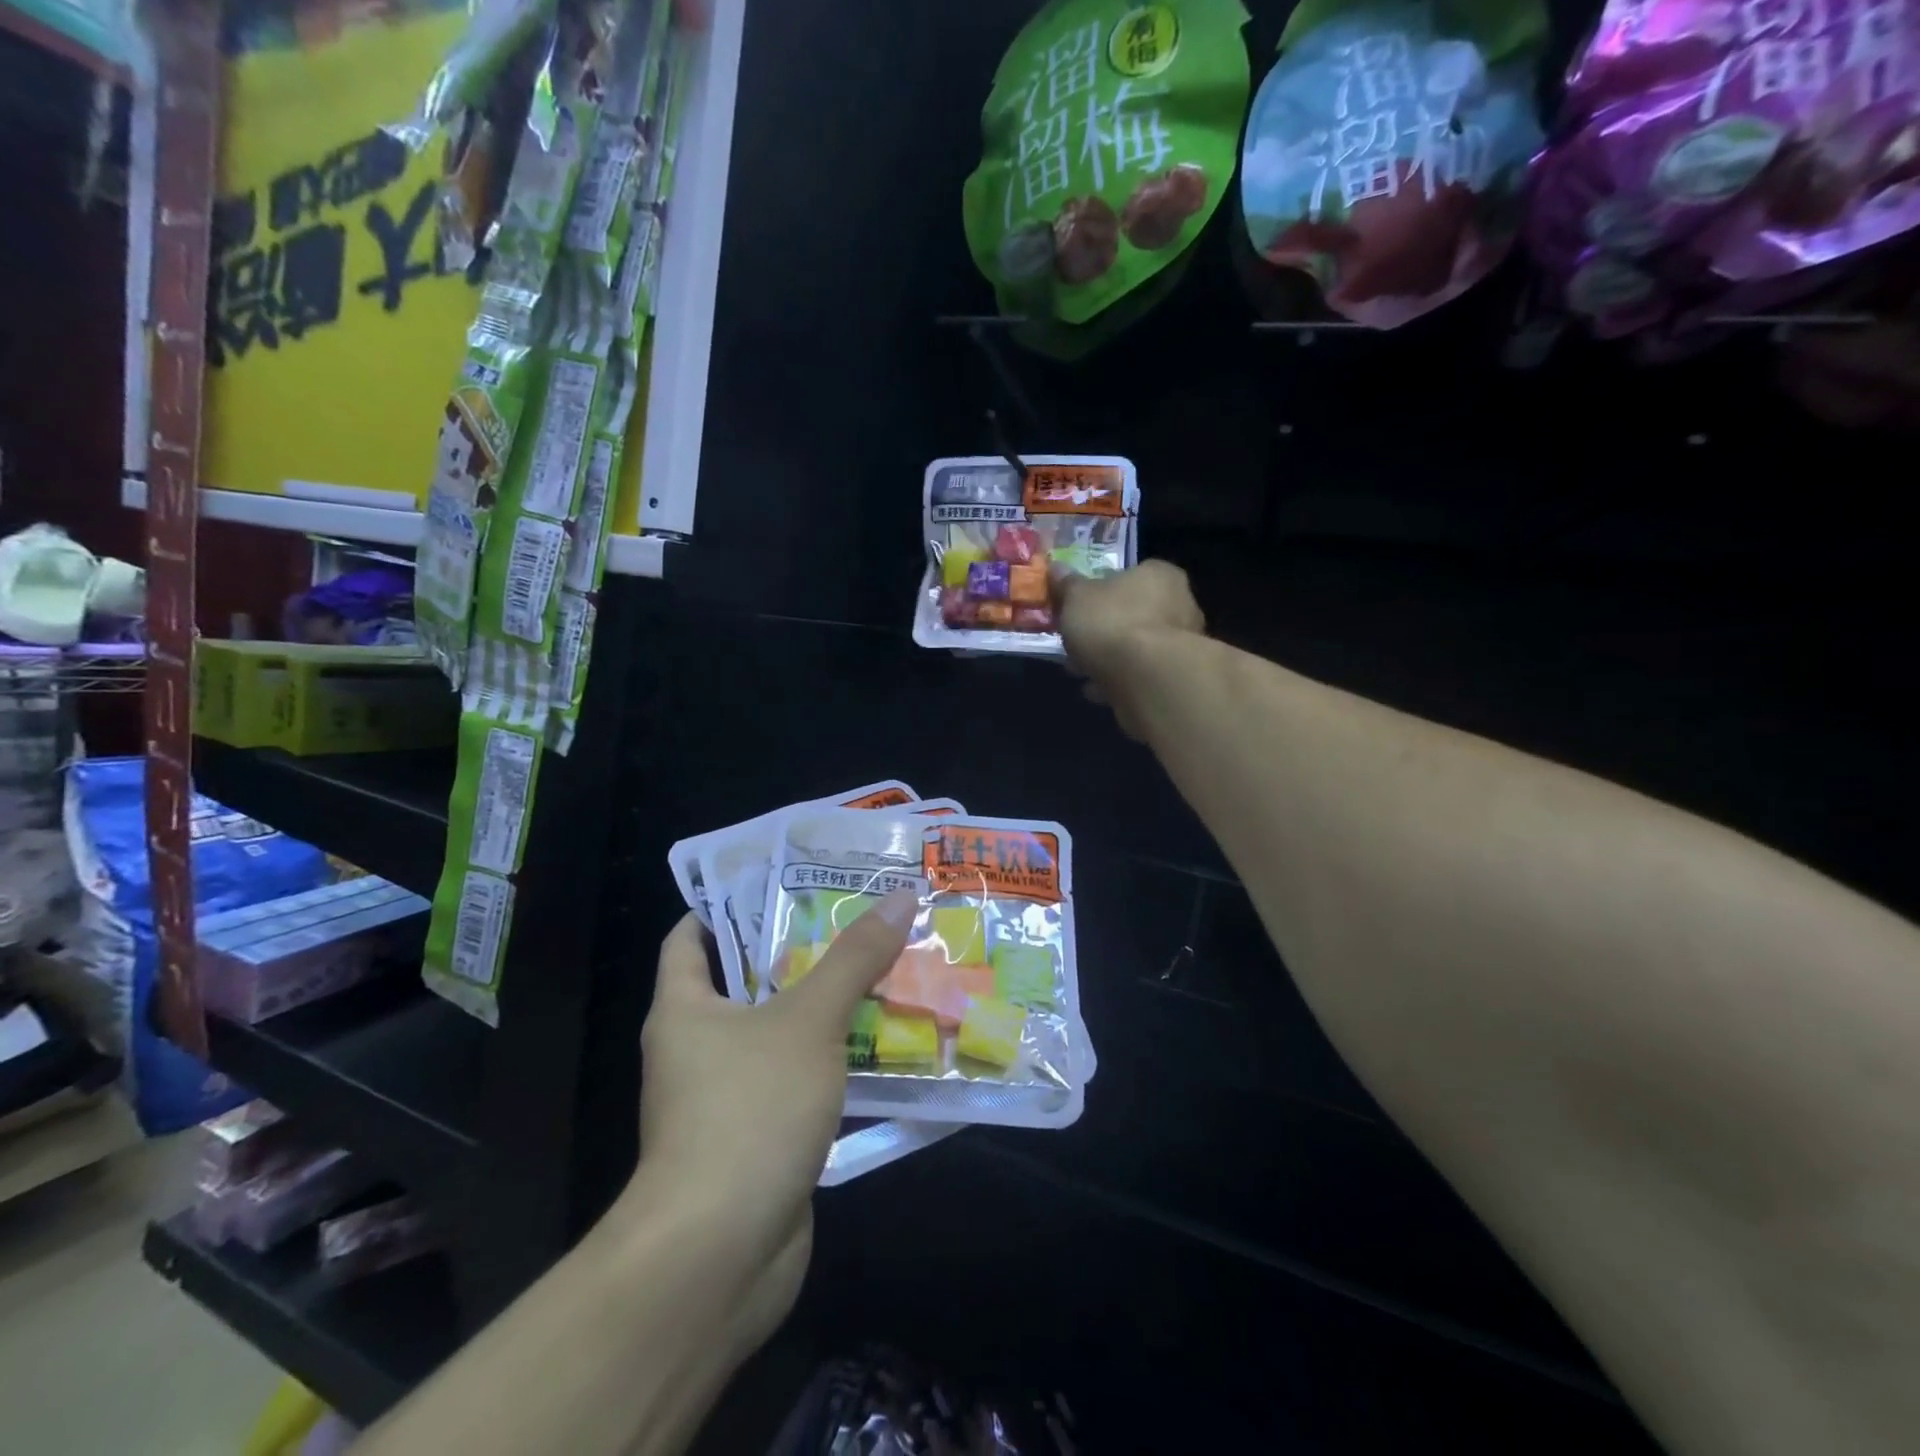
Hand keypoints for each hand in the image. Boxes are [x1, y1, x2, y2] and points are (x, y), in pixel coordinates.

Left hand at [615, 890, 916, 1355]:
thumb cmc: (748, 1111)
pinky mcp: (757, 1141)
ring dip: (825, 1011)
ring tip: (882, 972)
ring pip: (780, 1036)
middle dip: (801, 953)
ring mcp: (725, 1099)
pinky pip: (798, 1084)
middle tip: (857, 921)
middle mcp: (696, 1049)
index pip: (691, 937)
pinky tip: (881, 1046)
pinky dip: (832, 1065)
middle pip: (747, 983)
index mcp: (683, 1009)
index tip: (785, 882)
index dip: (730, 905)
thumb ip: (854, 958)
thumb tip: (900, 895)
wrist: (718, 1255)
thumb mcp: (809, 1020)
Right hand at [1056, 560, 1205, 737]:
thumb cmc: (1112, 623)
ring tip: (1079, 670)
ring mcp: (1182, 644)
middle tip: (1075, 641)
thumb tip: (1057, 568)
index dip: (1100, 590)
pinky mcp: (1175, 678)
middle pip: (1133, 613)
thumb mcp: (1076, 597)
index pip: (1130, 575)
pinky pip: (1140, 674)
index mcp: (1159, 575)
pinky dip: (1118, 681)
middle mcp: (1180, 604)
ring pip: (1136, 647)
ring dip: (1109, 658)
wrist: (1146, 679)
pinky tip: (1095, 690)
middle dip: (1103, 629)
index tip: (1078, 607)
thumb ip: (1067, 584)